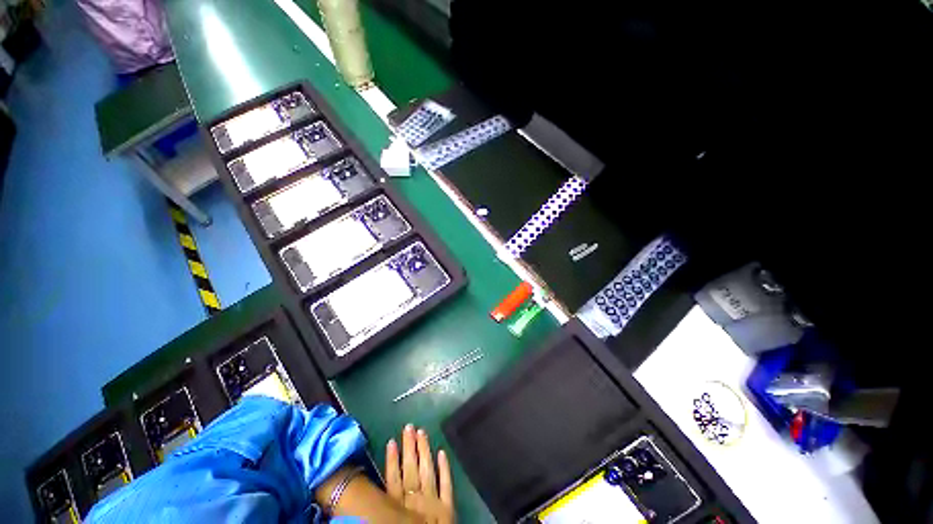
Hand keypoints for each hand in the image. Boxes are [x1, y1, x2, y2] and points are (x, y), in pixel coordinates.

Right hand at [386, 424, 454, 523]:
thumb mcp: (389, 521)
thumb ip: (384, 508)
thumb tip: (370, 499)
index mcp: (399, 507)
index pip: (393, 479)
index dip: (392, 460)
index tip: (391, 440)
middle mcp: (416, 500)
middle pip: (411, 469)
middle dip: (409, 447)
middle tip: (409, 426)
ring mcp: (433, 501)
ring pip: (427, 470)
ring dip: (424, 450)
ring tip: (421, 431)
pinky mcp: (449, 506)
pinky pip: (447, 484)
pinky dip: (445, 468)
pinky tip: (442, 452)